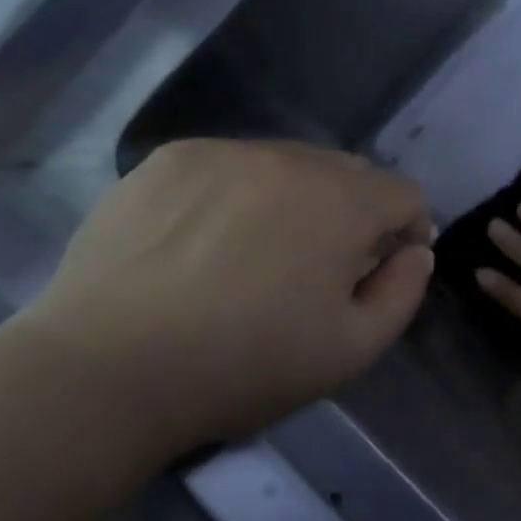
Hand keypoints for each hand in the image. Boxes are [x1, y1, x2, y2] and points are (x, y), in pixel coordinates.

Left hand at [11, 139, 433, 460]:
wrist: (106, 369)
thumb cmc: (245, 365)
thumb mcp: (352, 350)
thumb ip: (404, 292)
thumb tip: (414, 251)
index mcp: (343, 201)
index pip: (405, 193)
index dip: (408, 231)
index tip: (383, 268)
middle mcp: (291, 158)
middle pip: (350, 173)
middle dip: (354, 213)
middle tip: (321, 266)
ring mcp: (226, 151)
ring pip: (289, 164)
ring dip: (297, 199)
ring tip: (259, 252)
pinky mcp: (171, 160)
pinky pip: (231, 165)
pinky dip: (238, 193)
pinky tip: (205, 241)